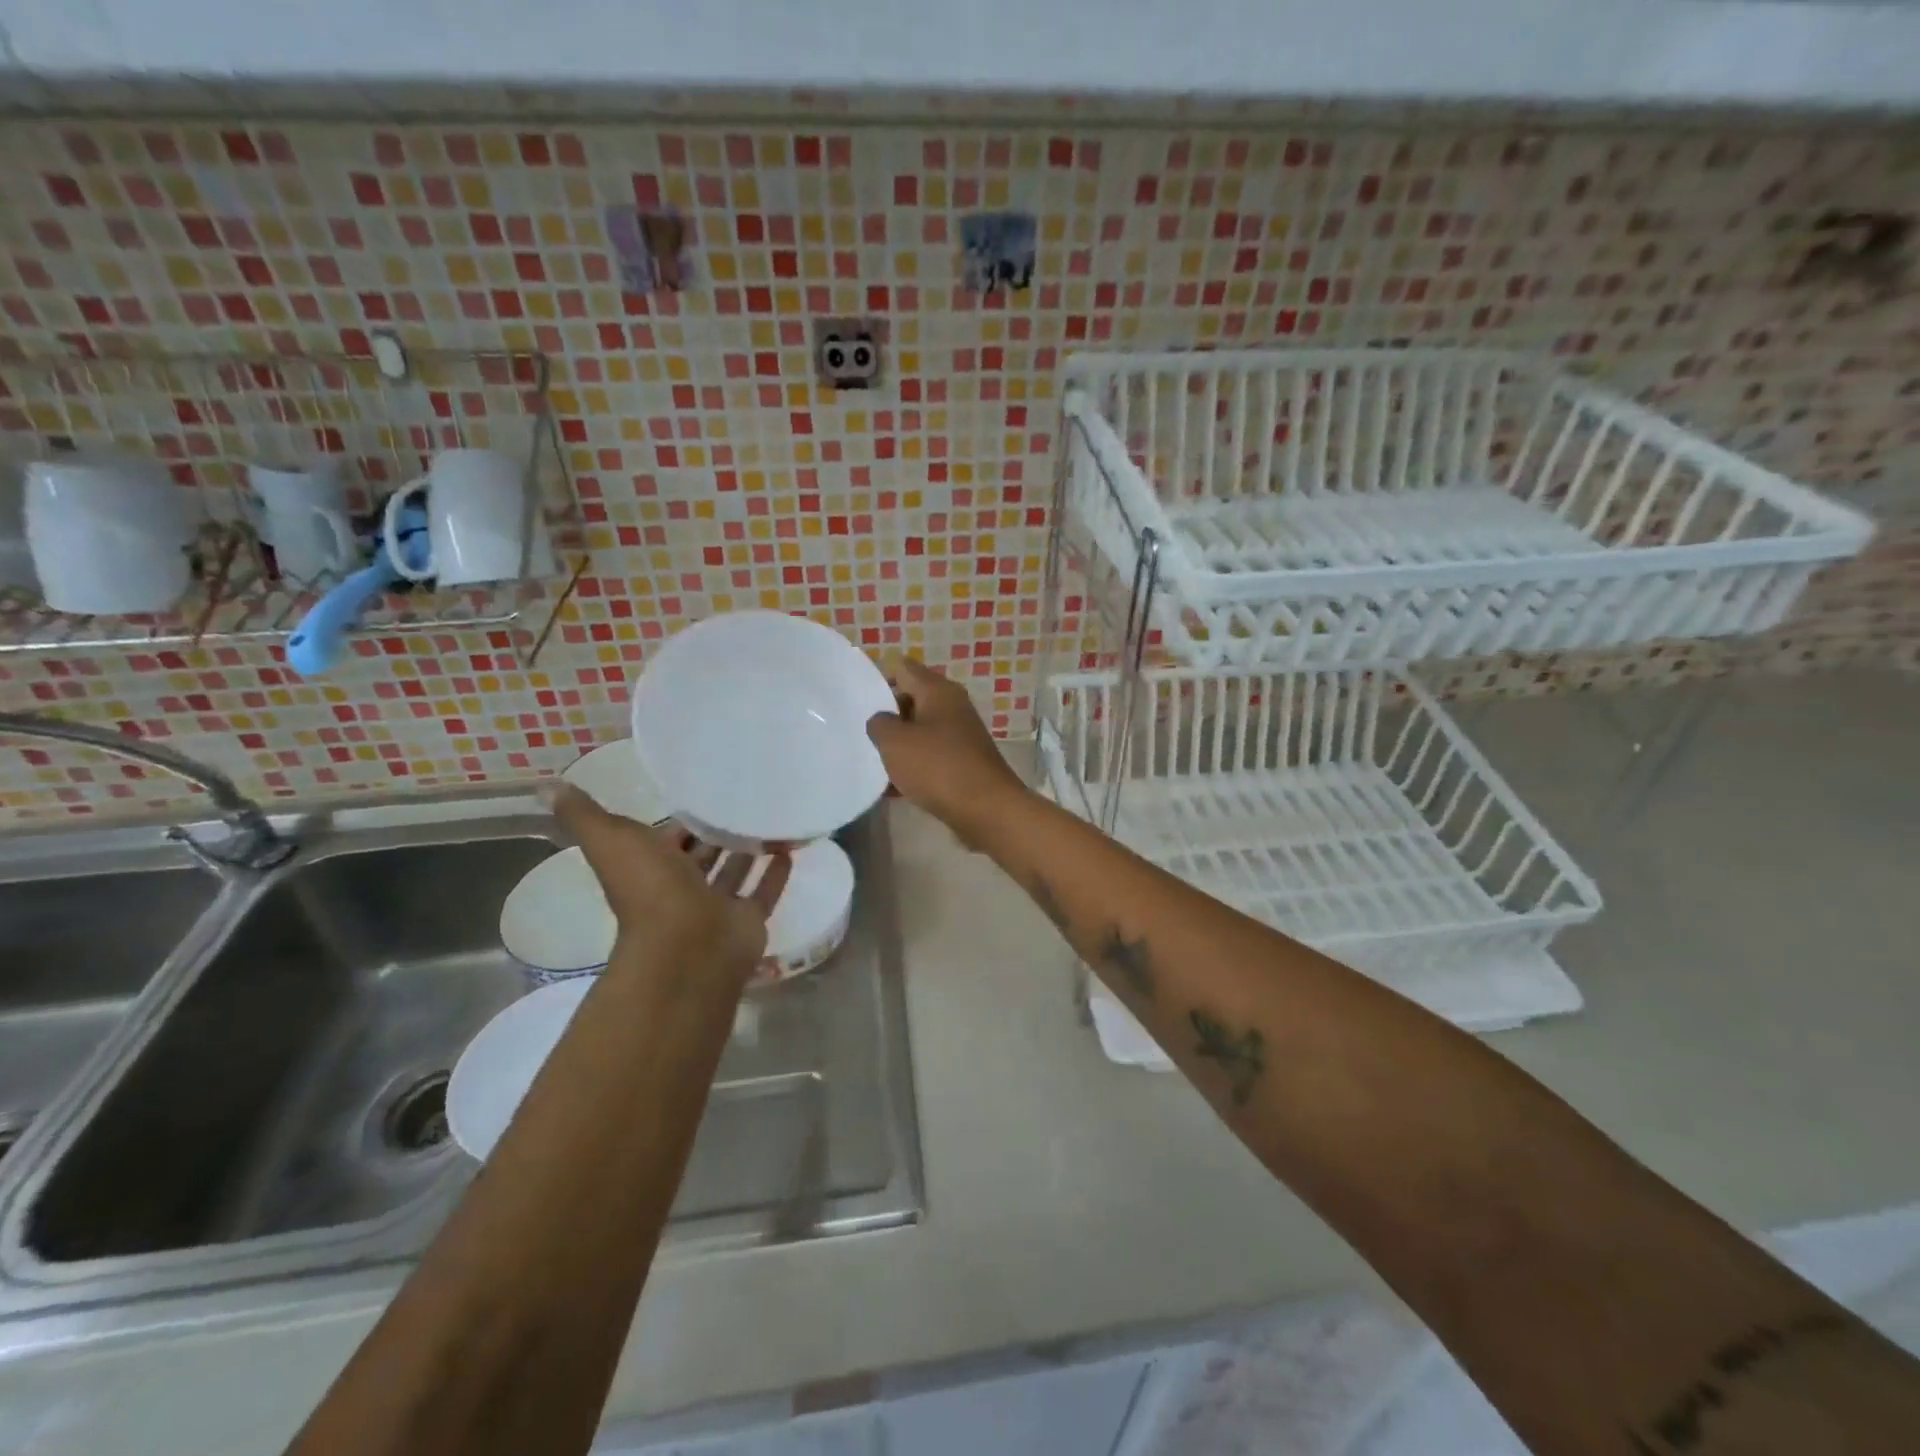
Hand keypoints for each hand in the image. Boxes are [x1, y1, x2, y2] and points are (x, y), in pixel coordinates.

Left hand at [547, 783, 790, 982]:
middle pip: (703, 854)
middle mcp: (683, 886)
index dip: (681, 819)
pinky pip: (764, 892)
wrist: (687, 946)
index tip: (704, 788)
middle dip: (718, 832)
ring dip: (749, 850)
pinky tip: (791, 850)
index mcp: (651, 867)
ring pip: (735, 871)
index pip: (668, 837)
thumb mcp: (610, 840)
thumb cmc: (650, 889)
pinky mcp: (748, 919)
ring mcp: (717, 905)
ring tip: (772, 817)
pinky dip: (775, 873)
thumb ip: (583, 814)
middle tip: (746, 798)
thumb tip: (547, 785)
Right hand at [865, 658, 1027, 847]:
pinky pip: (930, 757)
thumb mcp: (895, 742)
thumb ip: (879, 724)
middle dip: (886, 715)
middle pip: (911, 699)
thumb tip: (882, 721)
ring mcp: (960, 735)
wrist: (986, 809)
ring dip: (898, 744)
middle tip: (860, 732)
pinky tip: (892, 788)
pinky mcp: (963, 762)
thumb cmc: (937, 767)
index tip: (856, 701)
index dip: (878, 679)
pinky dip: (912, 767)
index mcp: (938, 690)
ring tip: (871, 761)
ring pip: (920, 731)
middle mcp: (953, 706)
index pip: (902, 668)